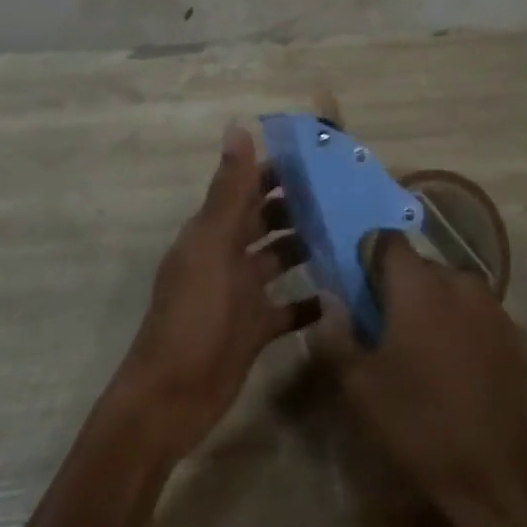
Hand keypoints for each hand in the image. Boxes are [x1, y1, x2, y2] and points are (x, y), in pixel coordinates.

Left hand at [116, 126, 320, 460]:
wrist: (172, 399)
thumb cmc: (193, 316)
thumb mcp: (212, 247)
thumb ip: (229, 191)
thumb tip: (237, 127)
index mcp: (213, 231)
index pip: (249, 187)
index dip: (280, 170)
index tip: (322, 156)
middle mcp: (228, 255)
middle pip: (268, 220)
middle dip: (301, 206)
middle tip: (350, 193)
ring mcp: (242, 293)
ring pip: (281, 259)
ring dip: (309, 246)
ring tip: (354, 234)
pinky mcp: (255, 328)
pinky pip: (288, 307)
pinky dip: (310, 300)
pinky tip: (342, 292)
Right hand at [311, 234, 526, 526]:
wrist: (499, 474)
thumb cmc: (420, 423)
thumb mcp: (360, 386)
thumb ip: (336, 334)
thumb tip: (329, 299)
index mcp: (419, 283)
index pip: (388, 240)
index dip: (368, 256)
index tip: (357, 287)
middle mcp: (458, 280)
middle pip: (419, 266)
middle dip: (398, 287)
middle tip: (381, 327)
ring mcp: (491, 305)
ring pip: (448, 289)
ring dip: (429, 306)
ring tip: (417, 351)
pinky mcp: (513, 333)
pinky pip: (473, 313)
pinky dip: (457, 325)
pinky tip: (450, 366)